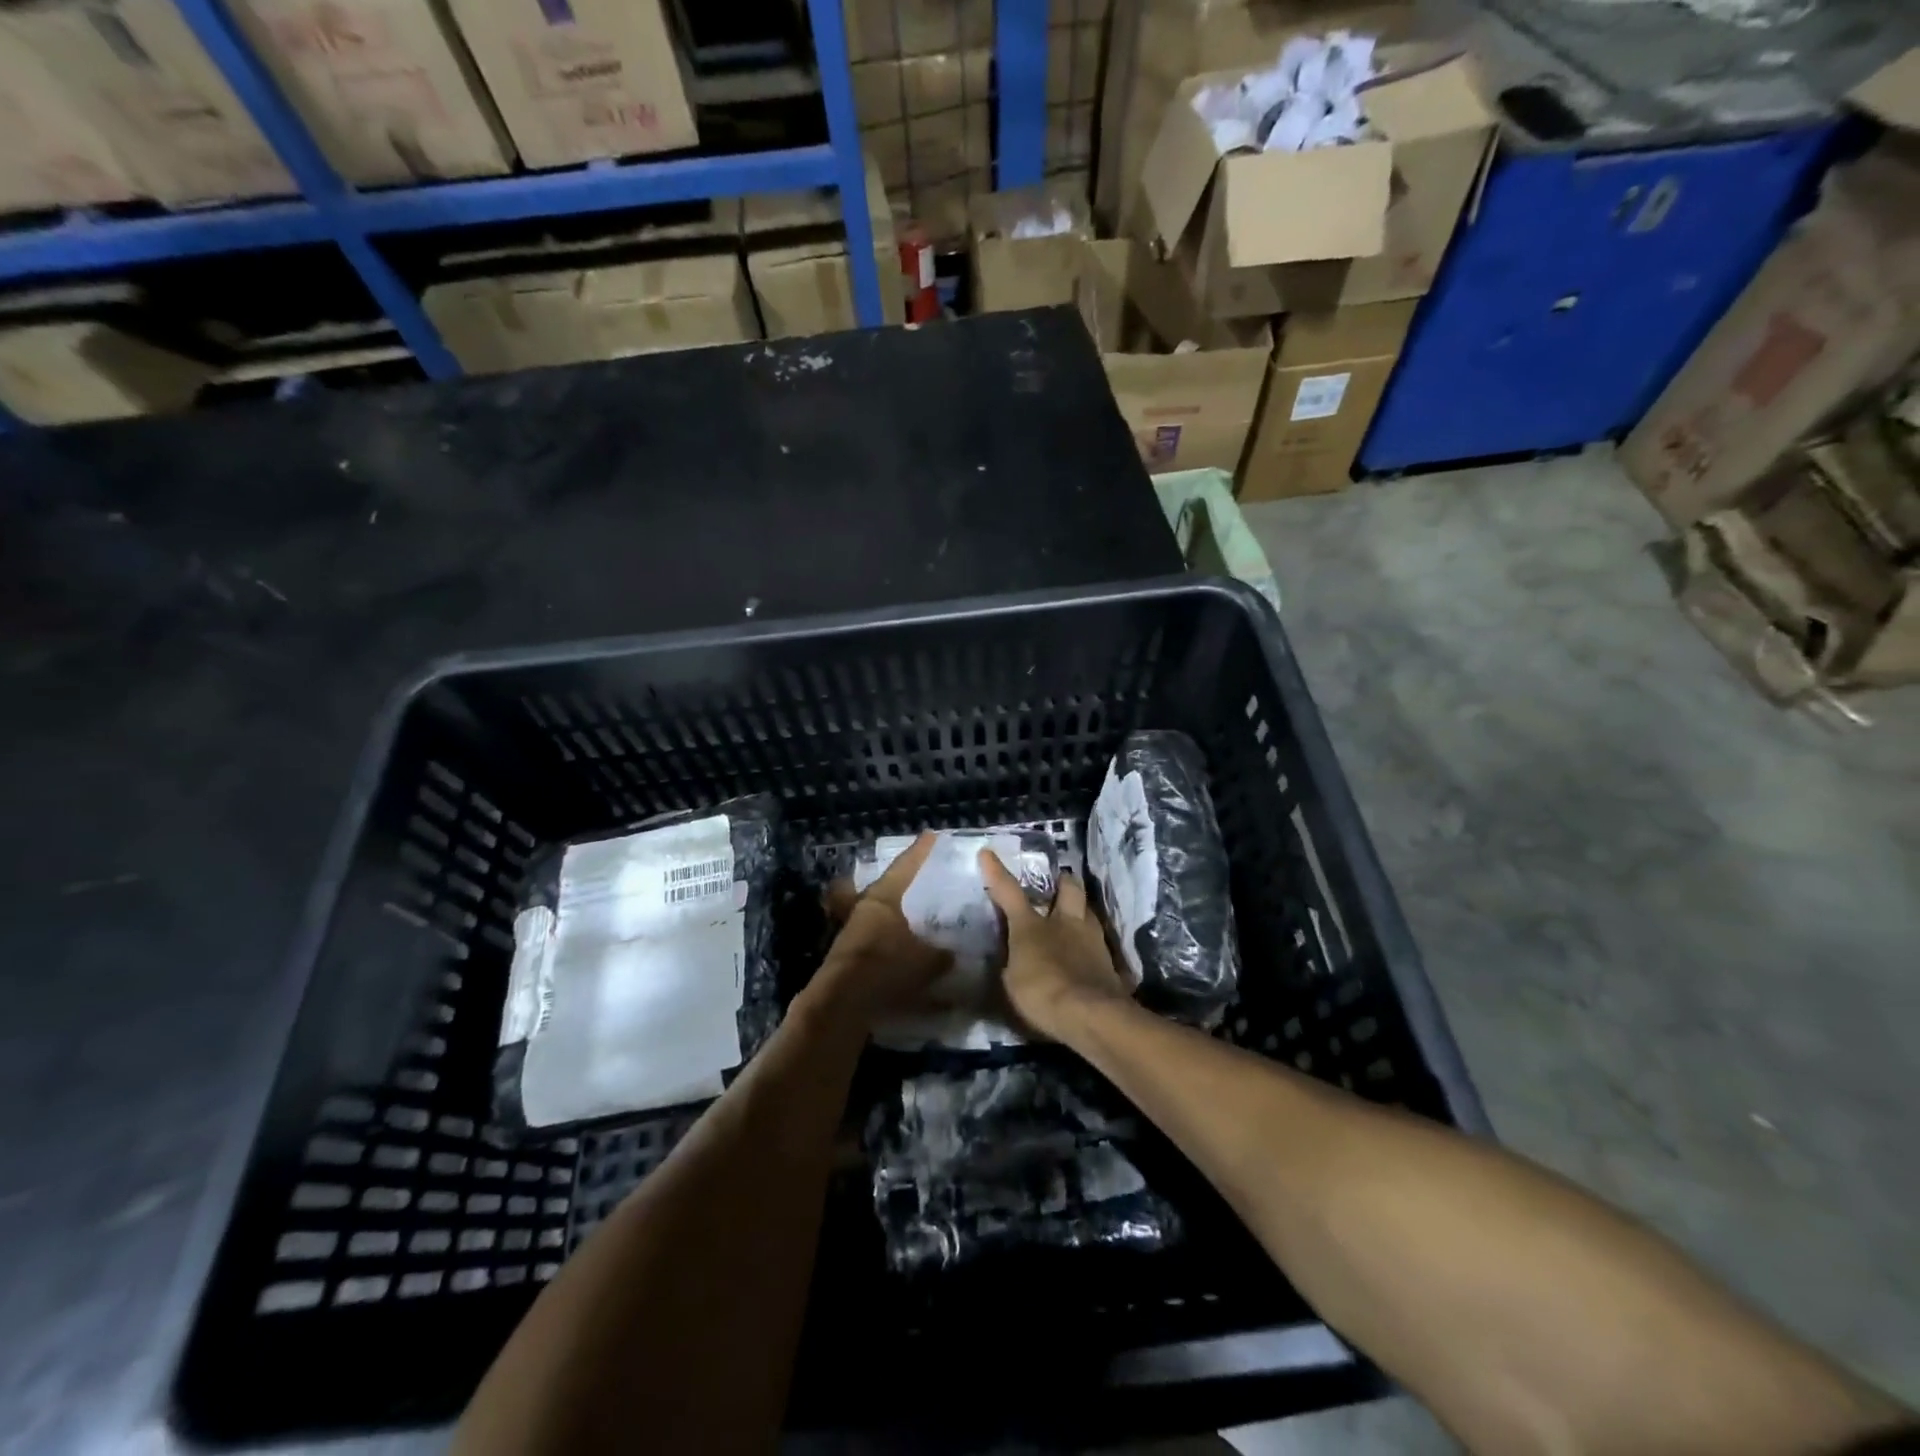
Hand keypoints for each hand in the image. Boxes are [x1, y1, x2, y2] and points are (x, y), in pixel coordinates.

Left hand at [814, 832, 953, 1026]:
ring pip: (880, 915)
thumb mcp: (926, 960)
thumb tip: (951, 953)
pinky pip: (877, 941)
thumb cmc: (886, 966)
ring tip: (919, 921)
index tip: (932, 836)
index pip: (906, 866)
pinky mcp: (849, 956)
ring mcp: (853, 931)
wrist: (842, 1002)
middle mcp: (865, 907)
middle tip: (924, 880)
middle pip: (888, 888)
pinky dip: (892, 943)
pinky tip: (907, 954)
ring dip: (898, 917)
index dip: (921, 851)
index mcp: (884, 897)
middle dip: (905, 884)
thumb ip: (941, 954)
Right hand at [978, 850, 1131, 1040]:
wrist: (1090, 1014)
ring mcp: (1092, 939)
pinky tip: (1088, 955)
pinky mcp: (1110, 961)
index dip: (996, 872)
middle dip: (1062, 882)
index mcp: (1032, 925)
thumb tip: (1012, 959)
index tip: (987, 852)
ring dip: (1080, 912)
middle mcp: (1065, 922)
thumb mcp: (1012, 982)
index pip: (1009, 891)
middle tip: (1057, 886)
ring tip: (1073, 921)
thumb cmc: (1041, 993)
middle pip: (1068, 888)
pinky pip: (1099, 943)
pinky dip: (1091, 946)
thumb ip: (1012, 963)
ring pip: (1088, 912)